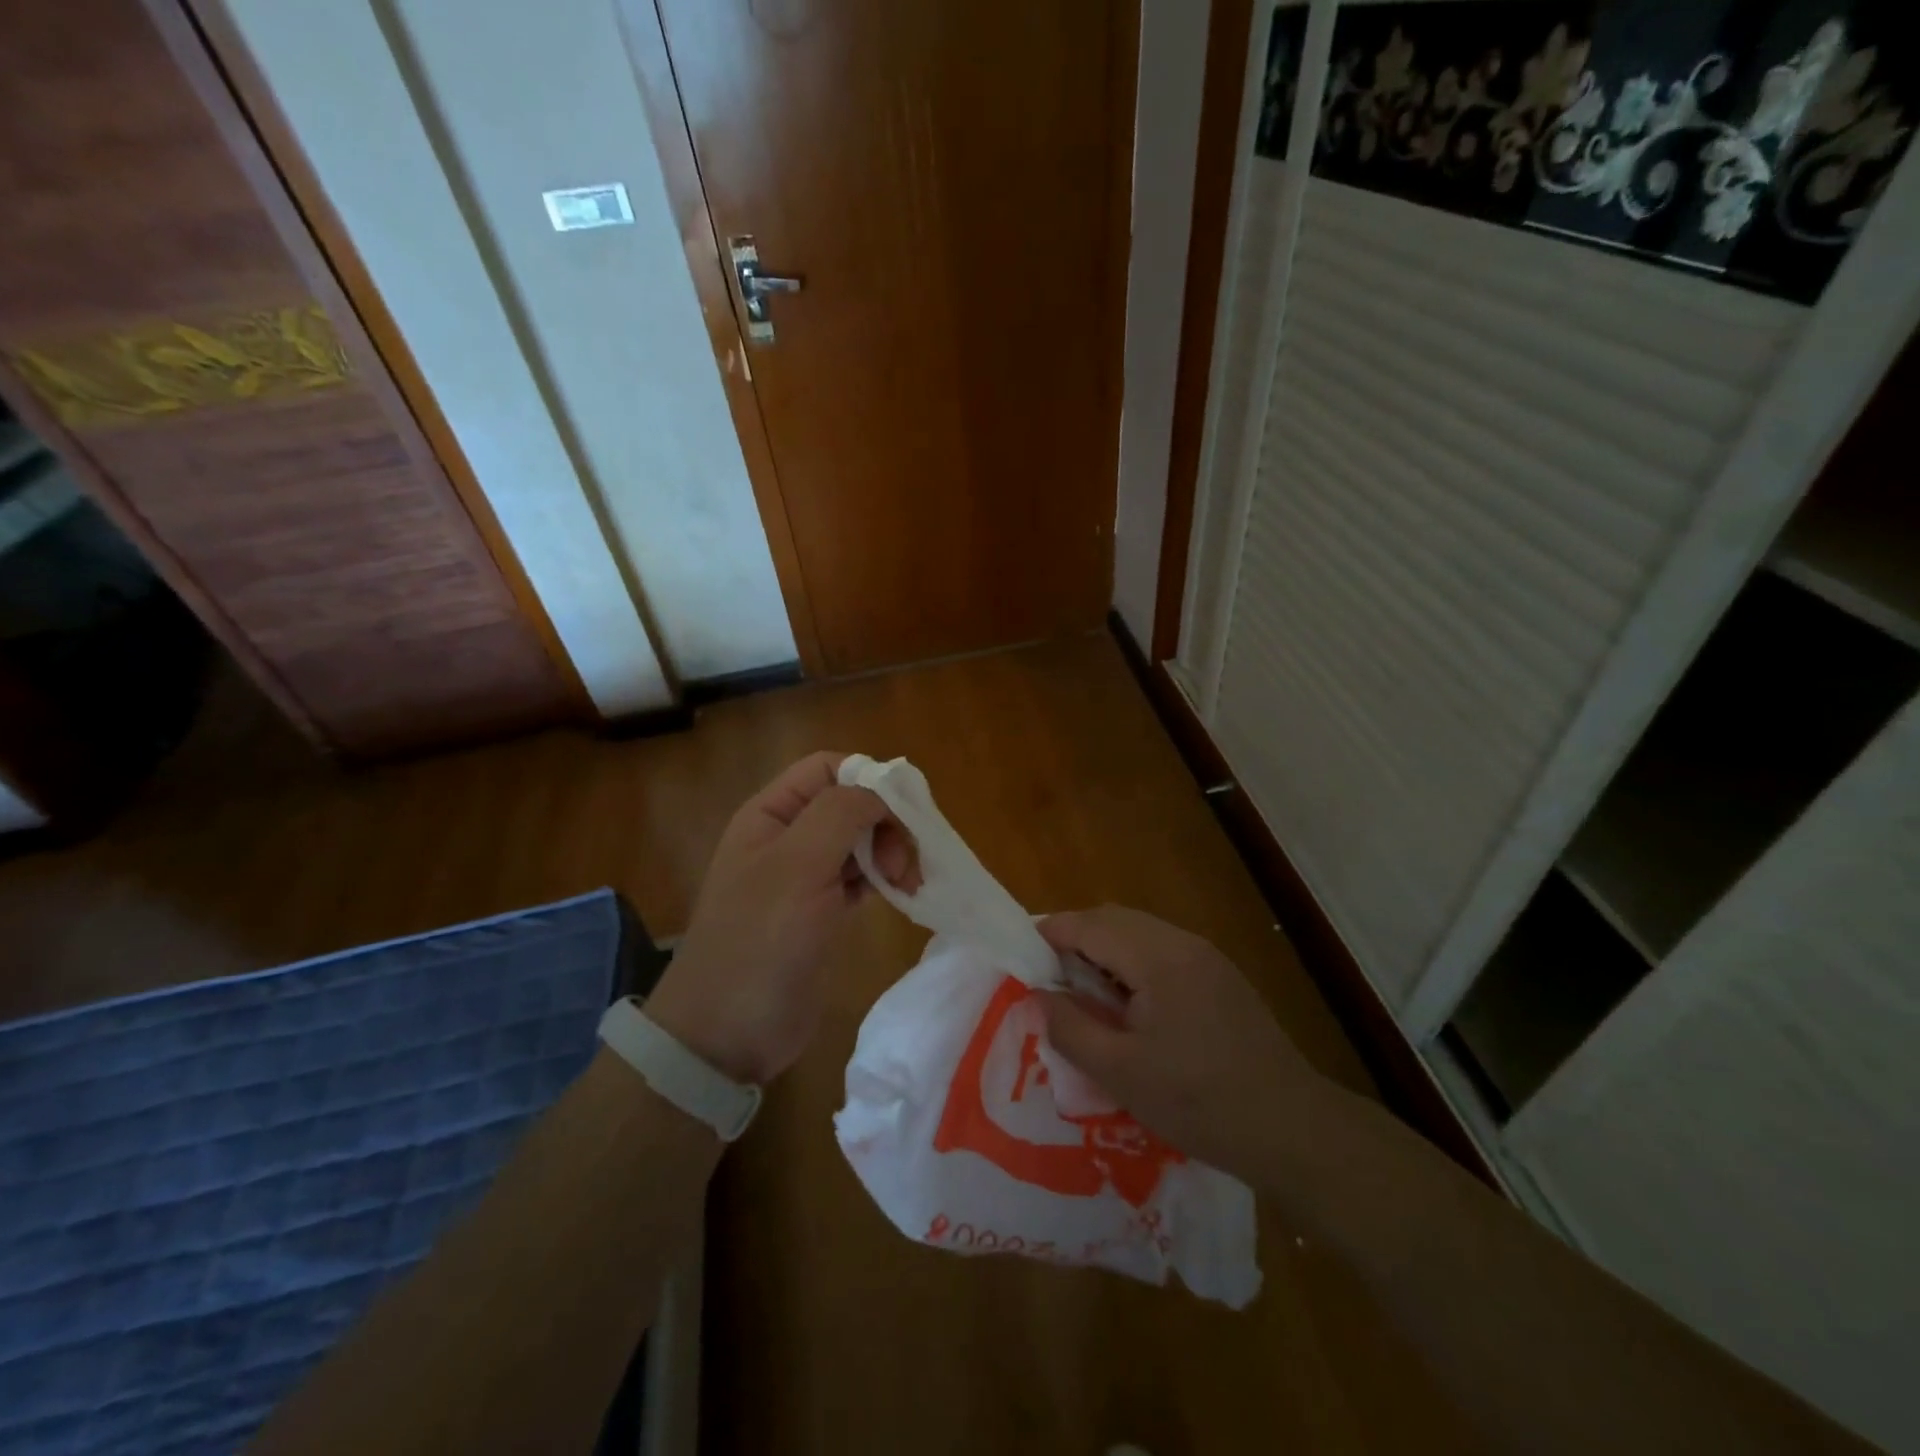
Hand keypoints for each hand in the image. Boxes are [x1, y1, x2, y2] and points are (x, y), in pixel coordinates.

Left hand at [646, 752, 916, 1085]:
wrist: (727, 1034)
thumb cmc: (760, 941)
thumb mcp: (798, 866)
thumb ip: (840, 814)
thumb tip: (881, 791)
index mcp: (771, 814)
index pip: (827, 767)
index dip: (868, 778)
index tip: (904, 812)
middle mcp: (788, 837)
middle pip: (851, 802)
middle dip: (886, 821)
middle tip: (905, 863)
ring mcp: (805, 876)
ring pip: (861, 840)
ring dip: (891, 851)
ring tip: (908, 884)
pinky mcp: (822, 912)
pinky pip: (861, 877)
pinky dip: (885, 878)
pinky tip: (902, 894)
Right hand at [1037, 906, 1320, 1177]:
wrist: (1294, 1129)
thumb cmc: (1200, 1103)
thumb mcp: (1122, 1074)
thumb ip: (1071, 1029)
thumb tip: (1039, 994)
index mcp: (1158, 957)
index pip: (1089, 925)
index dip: (1050, 934)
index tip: (1020, 957)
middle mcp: (1183, 943)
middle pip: (1114, 919)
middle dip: (1075, 939)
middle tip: (1048, 977)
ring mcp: (1207, 958)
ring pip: (1139, 933)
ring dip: (1104, 951)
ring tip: (1082, 993)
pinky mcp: (1221, 978)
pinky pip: (1162, 952)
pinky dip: (1131, 964)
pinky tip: (1128, 1006)